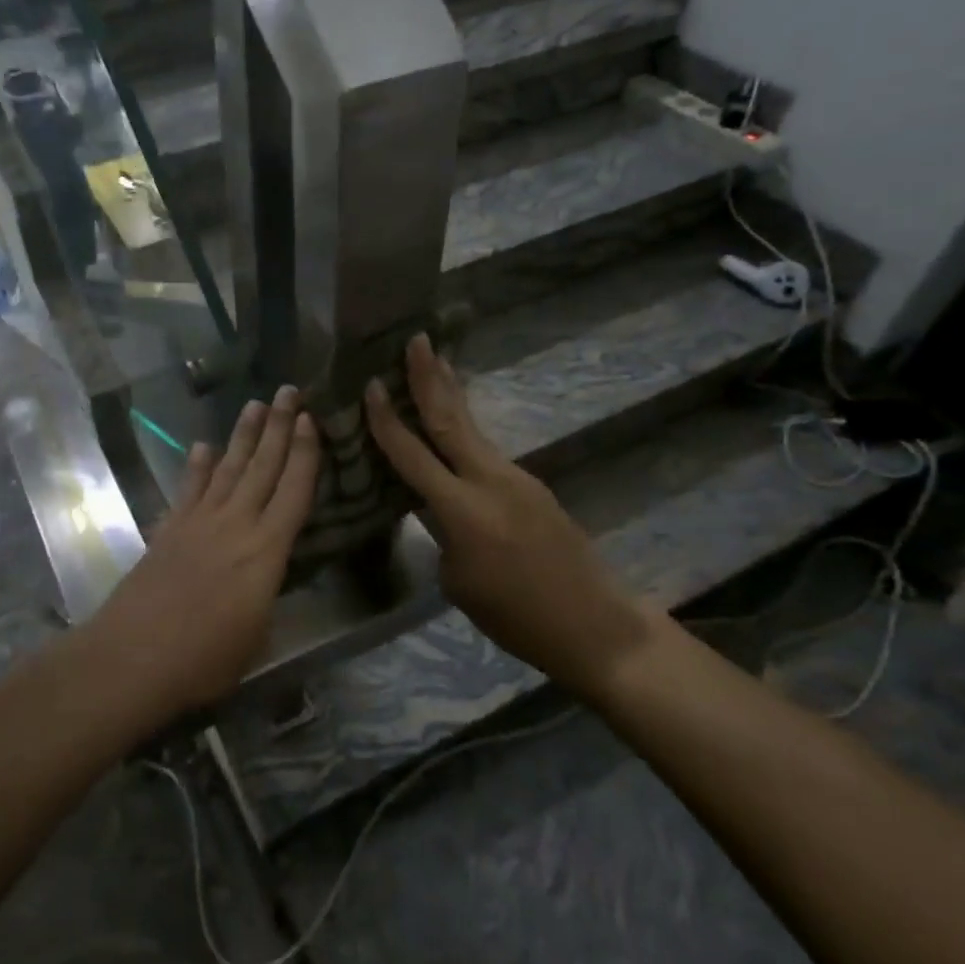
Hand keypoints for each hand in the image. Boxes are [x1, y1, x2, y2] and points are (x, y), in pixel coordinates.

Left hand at [90, 387, 320, 712]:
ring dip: (242, 436)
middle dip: (277, 427)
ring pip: (227, 469)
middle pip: (261, 467)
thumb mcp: (257, 636)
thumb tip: (269, 575)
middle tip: (287, 391)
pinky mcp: (169, 529)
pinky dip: (197, 466)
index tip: (311, 419)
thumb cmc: (205, 659)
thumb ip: (266, 595)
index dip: (305, 454)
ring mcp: (198, 522)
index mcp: (266, 551)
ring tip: (253, 405)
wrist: (132, 657)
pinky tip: (202, 446)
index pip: (294, 491)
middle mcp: (235, 524)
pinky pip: (189, 489)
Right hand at [364, 335, 659, 700]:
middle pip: (452, 419)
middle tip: (417, 339)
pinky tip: (455, 427)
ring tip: (435, 363)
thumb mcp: (460, 582)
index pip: (413, 455)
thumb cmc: (516, 616)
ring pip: (473, 429)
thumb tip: (438, 509)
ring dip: (451, 395)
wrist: (594, 624)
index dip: (388, 420)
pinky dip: (466, 431)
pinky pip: (487, 452)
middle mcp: (489, 480)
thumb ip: (442, 534)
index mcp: (463, 510)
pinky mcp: (531, 486)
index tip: (370, 384)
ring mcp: (516, 478)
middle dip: (430, 377)